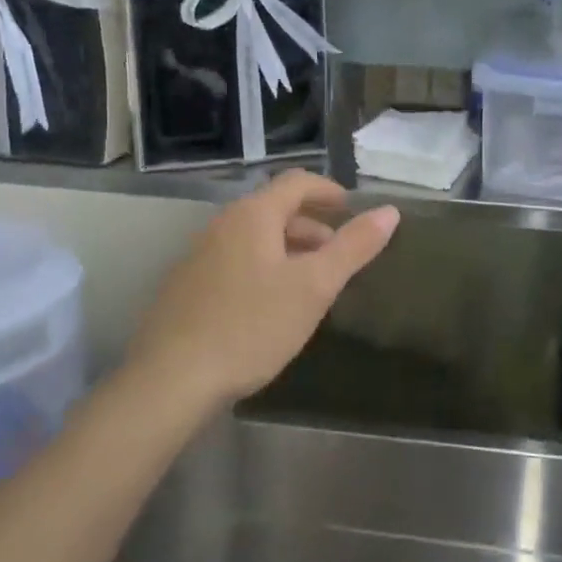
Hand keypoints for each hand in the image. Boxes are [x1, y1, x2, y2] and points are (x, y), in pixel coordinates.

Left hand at [125, 171, 400, 407]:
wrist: (171, 379)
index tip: (352, 210)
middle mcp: (222, 225)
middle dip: (311, 225)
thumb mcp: (314, 287)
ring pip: (254, 238)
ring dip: (288, 249)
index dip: (329, 191)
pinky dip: (263, 267)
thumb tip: (390, 212)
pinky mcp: (186, 286)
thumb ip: (353, 247)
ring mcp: (199, 255)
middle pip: (274, 209)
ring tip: (310, 283)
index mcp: (253, 216)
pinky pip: (235, 261)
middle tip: (337, 253)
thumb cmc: (251, 326)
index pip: (296, 182)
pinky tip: (270, 306)